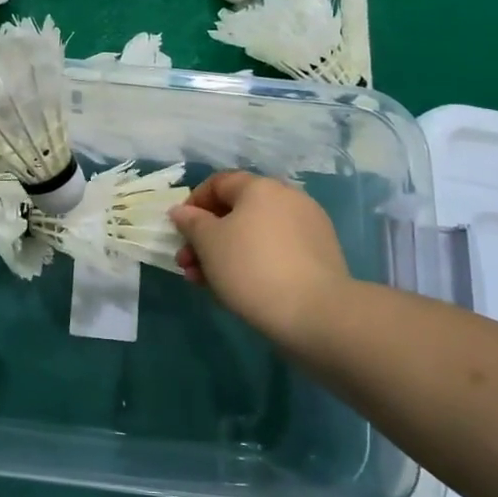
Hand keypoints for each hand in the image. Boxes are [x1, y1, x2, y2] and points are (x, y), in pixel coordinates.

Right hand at [171, 172, 351, 350]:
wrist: (316, 313)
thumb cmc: (251, 268)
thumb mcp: (208, 243)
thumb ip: (191, 222)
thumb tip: (182, 211)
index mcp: (261, 187)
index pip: (218, 183)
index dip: (193, 203)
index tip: (179, 231)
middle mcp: (287, 199)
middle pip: (236, 212)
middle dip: (205, 237)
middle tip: (187, 264)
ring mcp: (307, 228)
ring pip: (253, 235)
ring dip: (224, 254)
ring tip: (205, 283)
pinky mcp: (318, 256)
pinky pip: (274, 252)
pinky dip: (252, 264)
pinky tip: (236, 289)